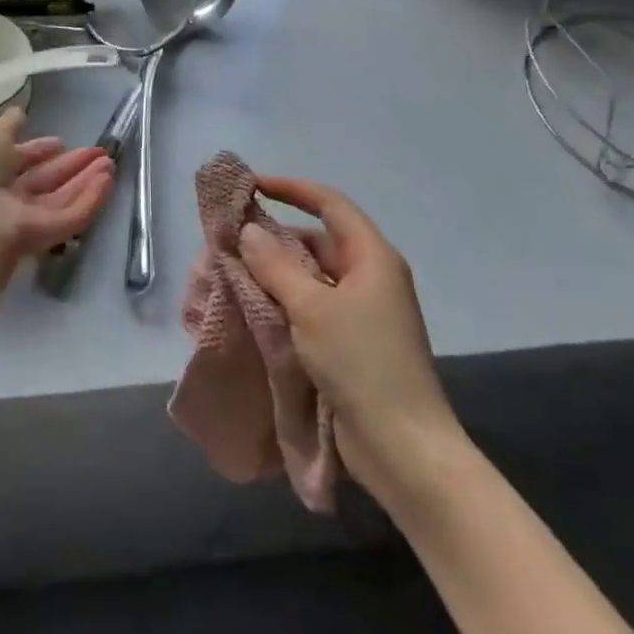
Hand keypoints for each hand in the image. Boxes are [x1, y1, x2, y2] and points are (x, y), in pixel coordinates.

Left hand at [0, 109, 113, 269]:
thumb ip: (8, 125)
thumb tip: (19, 112)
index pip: (18, 161)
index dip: (39, 150)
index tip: (60, 141)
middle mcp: (6, 196)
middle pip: (45, 180)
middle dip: (71, 165)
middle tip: (100, 152)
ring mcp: (26, 219)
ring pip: (61, 198)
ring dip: (86, 180)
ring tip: (110, 163)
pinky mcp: (44, 238)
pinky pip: (70, 217)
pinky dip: (90, 199)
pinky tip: (107, 181)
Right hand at [237, 176, 465, 507]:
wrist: (404, 448)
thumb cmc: (362, 364)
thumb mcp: (311, 308)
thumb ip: (275, 265)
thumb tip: (247, 231)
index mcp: (372, 258)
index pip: (330, 204)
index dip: (291, 188)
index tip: (251, 185)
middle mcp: (369, 277)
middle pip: (316, 240)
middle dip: (273, 238)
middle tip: (229, 241)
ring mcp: (361, 312)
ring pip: (309, 276)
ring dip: (273, 273)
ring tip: (231, 274)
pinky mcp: (349, 342)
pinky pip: (310, 306)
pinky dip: (281, 301)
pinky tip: (251, 307)